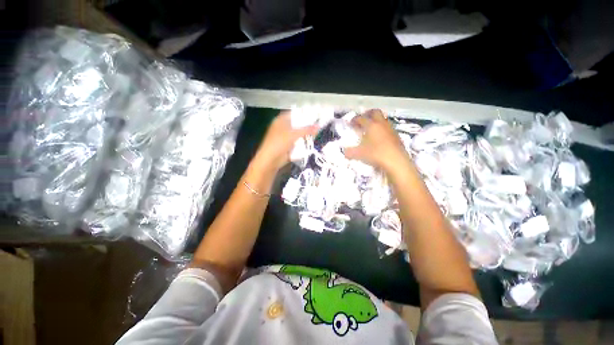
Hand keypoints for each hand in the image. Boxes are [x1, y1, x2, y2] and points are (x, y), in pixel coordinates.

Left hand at [255, 111, 318, 169]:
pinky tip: (310, 143)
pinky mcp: (287, 146)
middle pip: (297, 124)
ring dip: (305, 135)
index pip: (294, 114)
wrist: (270, 160)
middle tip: (318, 126)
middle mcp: (282, 127)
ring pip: (297, 134)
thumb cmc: (279, 143)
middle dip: (306, 126)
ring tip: (317, 134)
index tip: (315, 116)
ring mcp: (284, 137)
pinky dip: (302, 143)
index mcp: (281, 120)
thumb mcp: (294, 134)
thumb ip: (307, 130)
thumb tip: (319, 126)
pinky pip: (296, 142)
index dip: (304, 114)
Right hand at [343, 109, 410, 172]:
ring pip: (383, 119)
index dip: (354, 120)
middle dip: (367, 114)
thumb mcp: (359, 154)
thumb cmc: (376, 154)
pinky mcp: (396, 136)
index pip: (361, 118)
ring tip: (370, 129)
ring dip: (376, 121)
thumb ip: (349, 152)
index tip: (350, 123)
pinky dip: (381, 129)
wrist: (396, 161)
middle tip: (362, 120)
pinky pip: (387, 128)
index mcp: (371, 125)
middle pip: (375, 112)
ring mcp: (390, 129)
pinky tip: (379, 138)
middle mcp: (381, 124)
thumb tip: (344, 152)